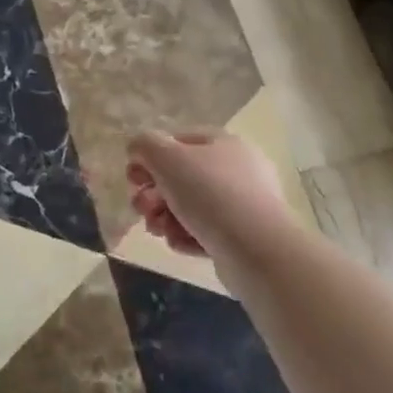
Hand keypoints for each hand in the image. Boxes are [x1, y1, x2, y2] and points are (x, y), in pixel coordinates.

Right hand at [126, 130, 293, 275]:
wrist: (259, 251)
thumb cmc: (210, 193)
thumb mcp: (166, 157)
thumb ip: (144, 145)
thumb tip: (137, 150)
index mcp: (222, 143)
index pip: (176, 141)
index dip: (148, 157)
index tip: (133, 179)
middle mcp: (237, 169)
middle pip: (181, 176)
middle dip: (153, 193)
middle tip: (140, 209)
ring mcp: (243, 205)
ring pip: (190, 206)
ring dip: (164, 217)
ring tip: (157, 230)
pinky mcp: (244, 238)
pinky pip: (206, 232)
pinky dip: (186, 236)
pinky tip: (178, 244)